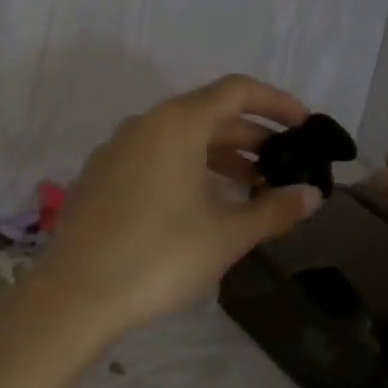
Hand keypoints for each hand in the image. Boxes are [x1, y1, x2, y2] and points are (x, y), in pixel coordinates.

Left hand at [35, 76, 324, 342]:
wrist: (76, 295)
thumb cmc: (161, 257)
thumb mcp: (227, 235)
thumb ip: (274, 209)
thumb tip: (312, 195)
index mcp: (177, 123)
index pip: (237, 91)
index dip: (277, 103)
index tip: (305, 126)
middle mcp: (144, 125)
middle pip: (208, 115)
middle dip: (251, 138)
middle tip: (284, 167)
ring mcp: (115, 150)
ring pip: (178, 140)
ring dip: (219, 158)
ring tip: (252, 190)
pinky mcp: (98, 178)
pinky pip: (153, 160)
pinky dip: (186, 171)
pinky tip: (201, 206)